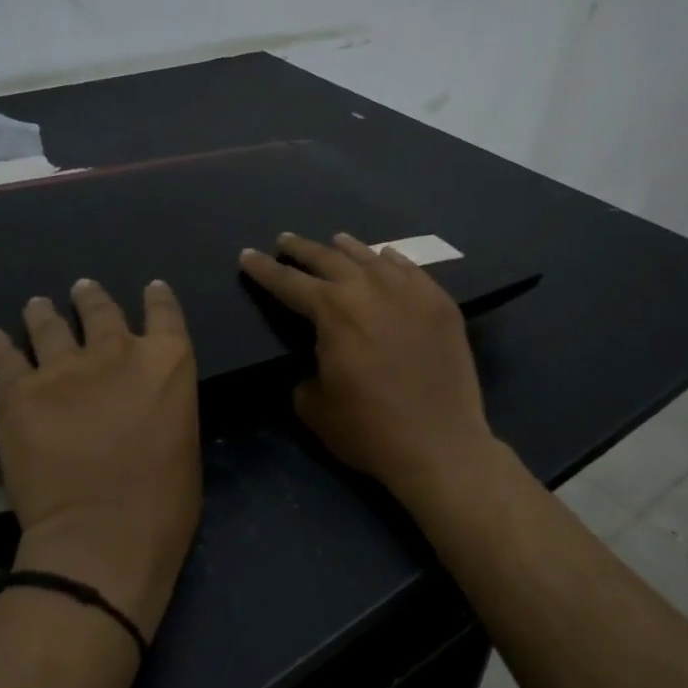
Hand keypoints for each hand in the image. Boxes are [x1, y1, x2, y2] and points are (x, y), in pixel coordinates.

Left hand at [0, 280, 201, 642]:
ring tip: (37, 306)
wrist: (101, 536)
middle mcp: (116, 351)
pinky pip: (5, 358)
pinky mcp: (20, 392)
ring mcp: (64, 368)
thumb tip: (144, 404)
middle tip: (82, 290)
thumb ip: (163, 406)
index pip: (165, 313)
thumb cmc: (161, 504)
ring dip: (44, 313)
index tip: (151, 289)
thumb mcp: (183, 442)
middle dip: (91, 298)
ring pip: (49, 325)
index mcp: (166, 363)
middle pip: (101, 310)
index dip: (157, 298)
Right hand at [237, 232, 496, 502]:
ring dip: (347, 249)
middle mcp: (369, 289)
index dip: (264, 269)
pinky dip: (391, 261)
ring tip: (335, 240)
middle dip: (301, 249)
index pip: (288, 282)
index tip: (246, 254)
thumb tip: (316, 361)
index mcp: (332, 311)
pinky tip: (385, 257)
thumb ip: (305, 373)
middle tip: (285, 240)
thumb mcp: (315, 408)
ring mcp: (409, 293)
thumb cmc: (370, 430)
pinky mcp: (440, 304)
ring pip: (371, 258)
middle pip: (328, 259)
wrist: (441, 446)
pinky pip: (410, 270)